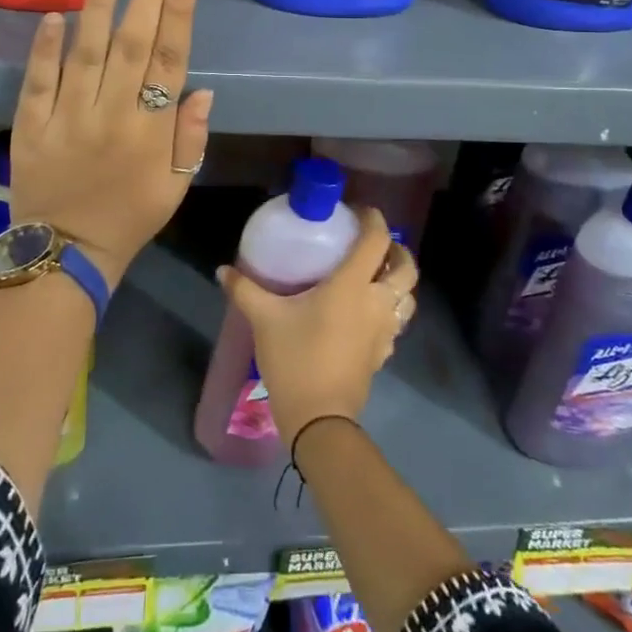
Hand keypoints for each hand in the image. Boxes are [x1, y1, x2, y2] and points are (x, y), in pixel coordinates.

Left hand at [9, 0, 212, 286]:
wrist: (65, 255)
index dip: (178, 12)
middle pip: (134, 43)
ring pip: (88, 51)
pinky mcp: (31, 125)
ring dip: (101, 4)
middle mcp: (112, 114)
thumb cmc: (130, 218)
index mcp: (151, 130)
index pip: (170, 58)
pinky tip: (56, 13)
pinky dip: (45, 46)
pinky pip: (38, 80)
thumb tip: (201, 89)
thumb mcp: (176, 187)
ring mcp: (68, 117)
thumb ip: (190, 138)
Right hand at [217, 209, 417, 440]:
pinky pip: (398, 323)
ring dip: (399, 282)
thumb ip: (245, 290)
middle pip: (406, 267)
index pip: (376, 240)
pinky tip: (368, 314)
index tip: (358, 212)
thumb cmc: (295, 359)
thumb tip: (223, 270)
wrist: (319, 419)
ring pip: (408, 297)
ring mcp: (385, 330)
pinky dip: (391, 310)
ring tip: (376, 276)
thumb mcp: (265, 319)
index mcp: (352, 285)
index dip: (373, 219)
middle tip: (373, 245)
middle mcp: (377, 302)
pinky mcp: (384, 354)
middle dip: (396, 250)